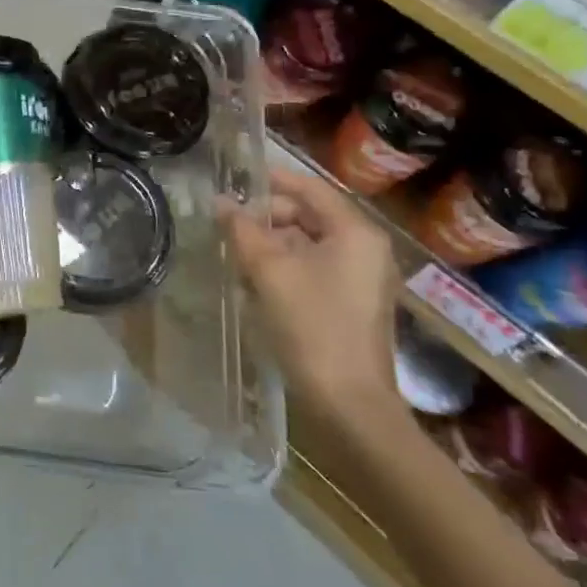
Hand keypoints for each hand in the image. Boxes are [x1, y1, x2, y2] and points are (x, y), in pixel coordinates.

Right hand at [219, 166, 404, 426]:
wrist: (350, 405)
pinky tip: (255, 283)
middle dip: (267, 218)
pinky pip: (315, 270)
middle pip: (310, 216)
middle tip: (229, 226)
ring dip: (272, 245)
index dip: (271, 181)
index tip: (235, 180)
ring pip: (309, 245)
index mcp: (355, 232)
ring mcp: (362, 279)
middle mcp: (365, 248)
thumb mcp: (269, 272)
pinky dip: (285, 268)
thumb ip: (242, 231)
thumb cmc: (312, 326)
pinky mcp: (353, 305)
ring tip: (235, 256)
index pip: (310, 188)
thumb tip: (220, 203)